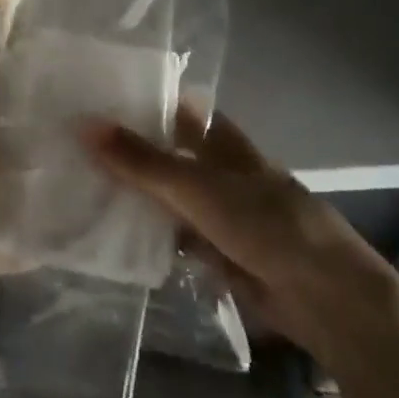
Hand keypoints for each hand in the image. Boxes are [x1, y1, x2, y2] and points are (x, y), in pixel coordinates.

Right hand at [83, 107, 398, 362]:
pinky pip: (175, 237)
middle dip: (131, 153)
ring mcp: (219, 213)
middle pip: (169, 155)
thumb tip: (85, 124)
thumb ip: (142, 161)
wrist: (323, 297)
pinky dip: (149, 237)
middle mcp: (220, 171)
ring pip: (169, 197)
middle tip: (75, 146)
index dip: (142, 105)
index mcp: (223, 142)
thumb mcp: (197, 187)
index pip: (177, 112)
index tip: (97, 100)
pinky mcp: (218, 253)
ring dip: (136, 196)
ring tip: (80, 185)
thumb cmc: (264, 223)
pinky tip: (112, 235)